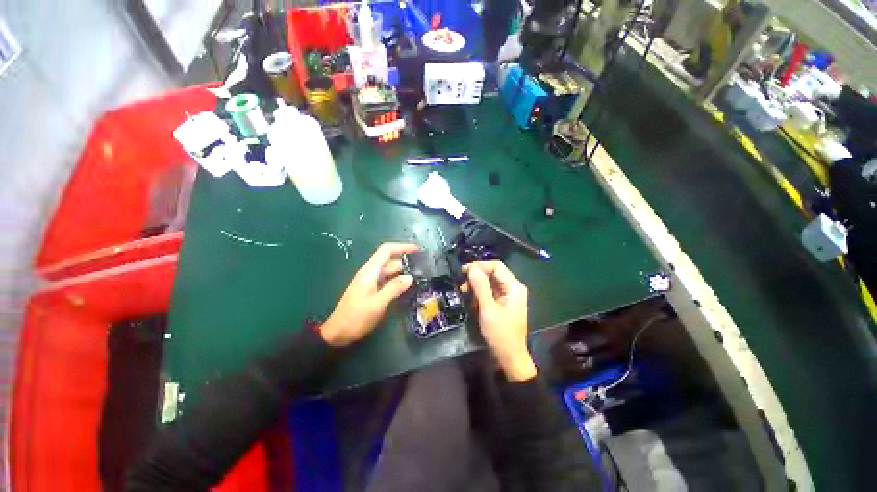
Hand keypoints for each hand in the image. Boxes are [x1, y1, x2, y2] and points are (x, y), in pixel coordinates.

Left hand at [321, 243, 418, 346]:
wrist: (337, 333)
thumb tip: (410, 277)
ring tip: (420, 278)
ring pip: (390, 272)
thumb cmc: (356, 317)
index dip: (402, 247)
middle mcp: (370, 273)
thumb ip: (394, 288)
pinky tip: (408, 288)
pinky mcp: (372, 291)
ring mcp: (371, 282)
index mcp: (370, 271)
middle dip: (406, 262)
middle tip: (424, 269)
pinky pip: (387, 281)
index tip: (418, 250)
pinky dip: (398, 282)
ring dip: (403, 273)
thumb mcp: (378, 303)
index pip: (386, 250)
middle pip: (390, 261)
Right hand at [463, 261, 535, 381]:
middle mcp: (513, 288)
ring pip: (490, 282)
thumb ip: (480, 286)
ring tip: (465, 294)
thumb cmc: (500, 334)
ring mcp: (508, 296)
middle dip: (476, 277)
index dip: (479, 266)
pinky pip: (490, 292)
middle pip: (493, 273)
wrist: (509, 358)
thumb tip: (472, 268)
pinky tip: (472, 302)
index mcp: (514, 286)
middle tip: (462, 285)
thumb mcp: (488, 309)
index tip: (463, 271)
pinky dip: (479, 295)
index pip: (496, 266)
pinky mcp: (503, 303)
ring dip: (476, 286)